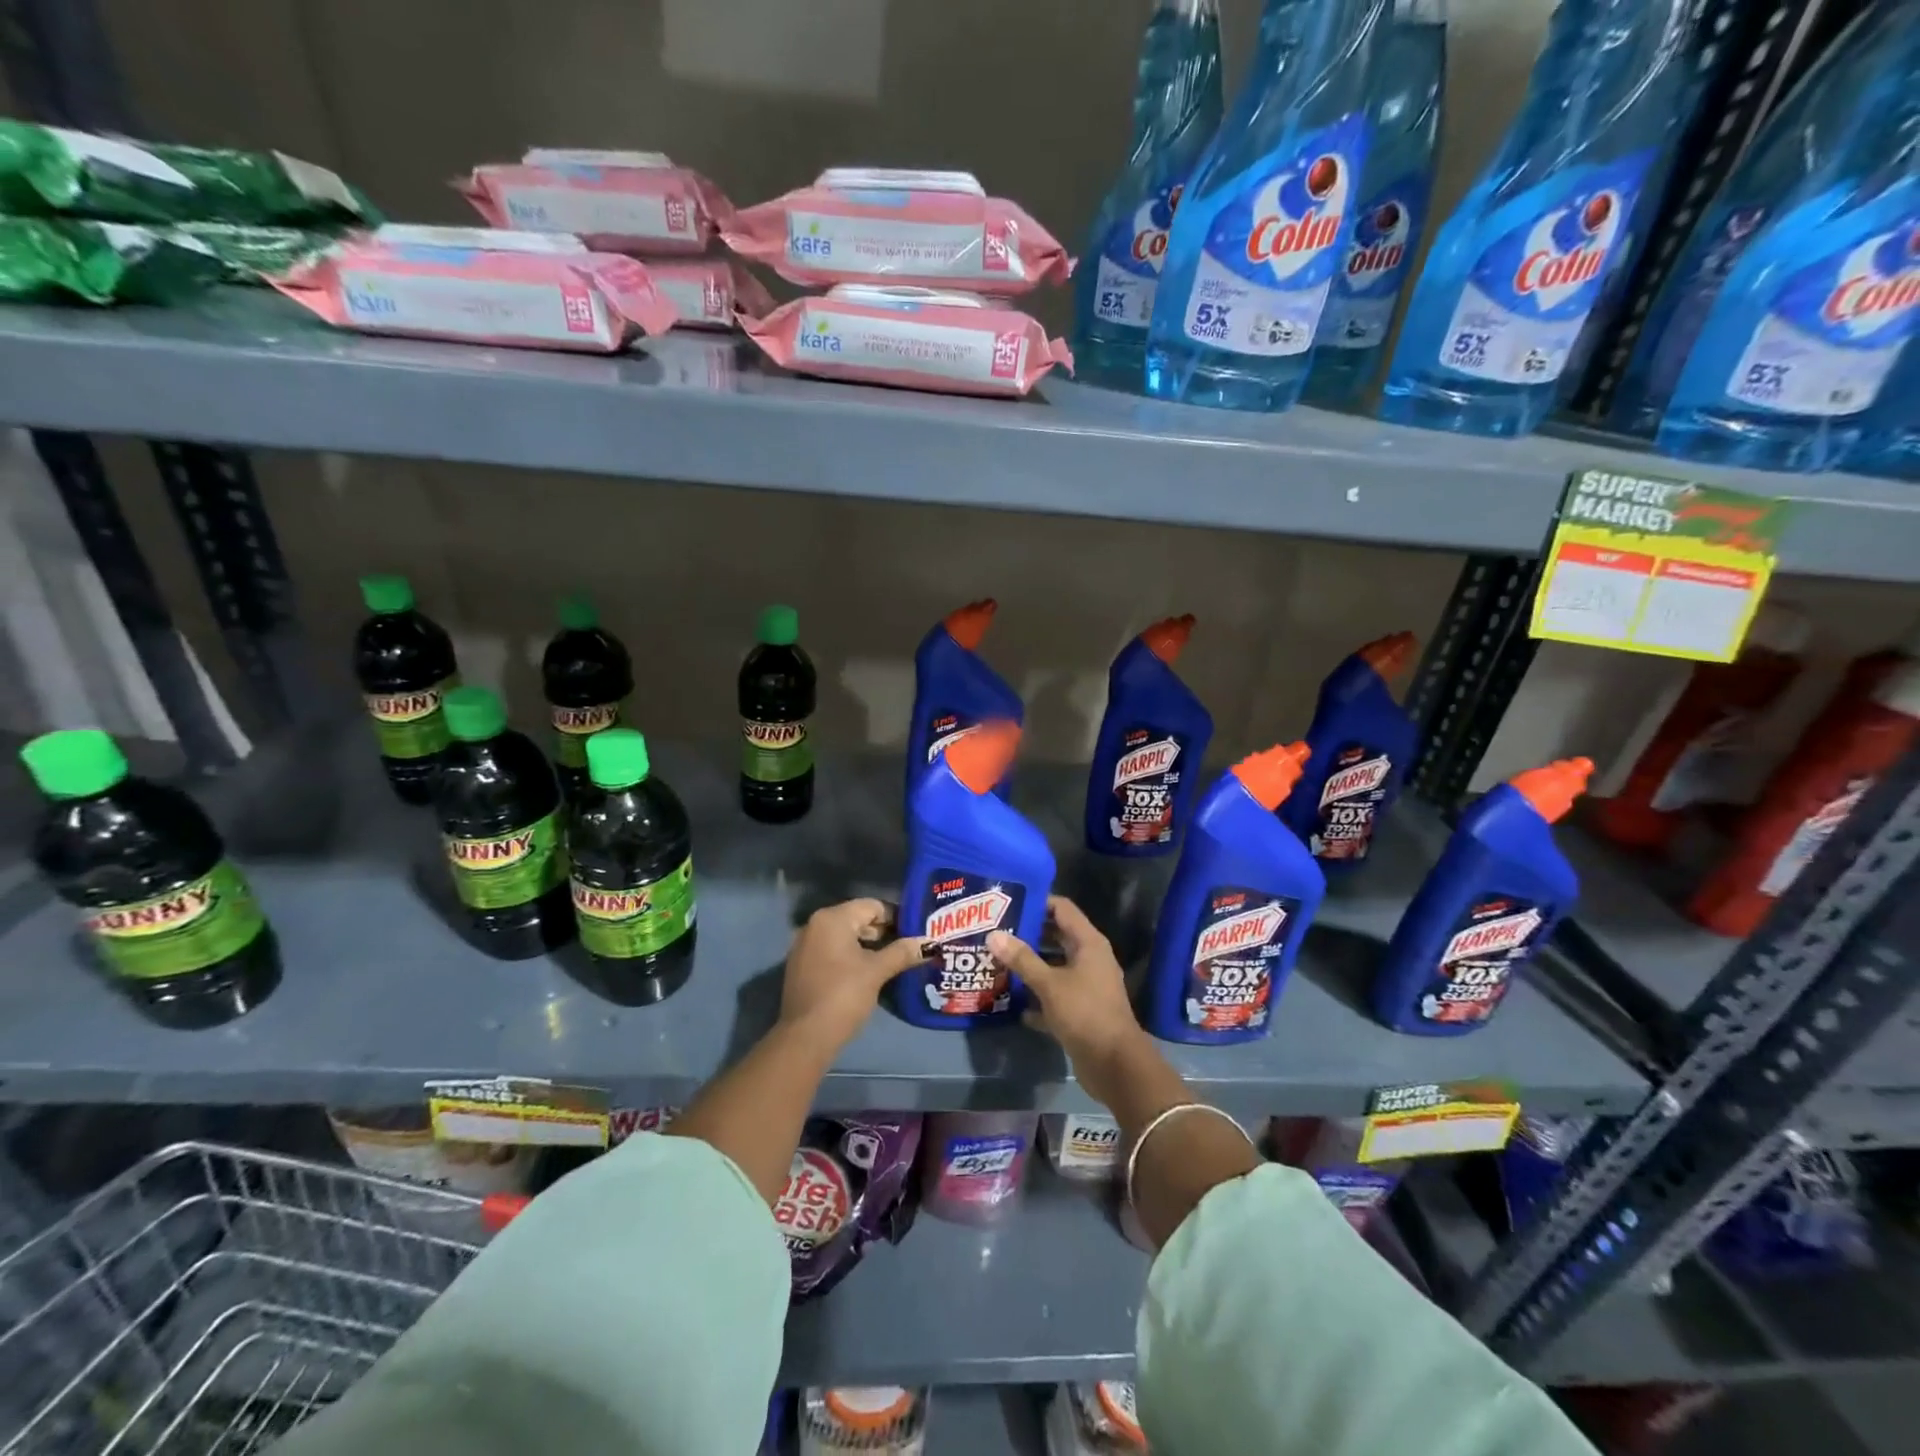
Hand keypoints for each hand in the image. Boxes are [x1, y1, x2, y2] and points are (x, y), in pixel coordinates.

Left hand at [780, 898, 925, 1049]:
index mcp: (833, 918)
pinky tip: (867, 974)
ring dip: (868, 946)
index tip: (914, 934)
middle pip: (858, 919)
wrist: (805, 1036)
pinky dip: (850, 957)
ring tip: (891, 963)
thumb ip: (903, 952)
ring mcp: (804, 946)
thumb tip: (930, 943)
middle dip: (883, 933)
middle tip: (907, 949)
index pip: (873, 906)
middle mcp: (815, 925)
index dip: (897, 918)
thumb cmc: (844, 995)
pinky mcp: (801, 966)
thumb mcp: (877, 972)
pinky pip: (832, 951)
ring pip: (845, 937)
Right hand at [988, 896, 1146, 1105]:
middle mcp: (1090, 959)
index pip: (1062, 909)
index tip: (1008, 903)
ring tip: (997, 961)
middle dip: (1028, 934)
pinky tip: (1012, 1002)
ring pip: (1054, 967)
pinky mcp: (1081, 1010)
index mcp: (1088, 943)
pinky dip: (1037, 998)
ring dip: (1030, 966)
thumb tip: (994, 935)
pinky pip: (1055, 995)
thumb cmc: (1085, 1014)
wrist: (1115, 1065)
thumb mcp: (1049, 984)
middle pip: (1057, 936)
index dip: (1037, 902)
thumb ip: (1022, 959)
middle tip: (997, 931)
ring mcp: (1087, 985)